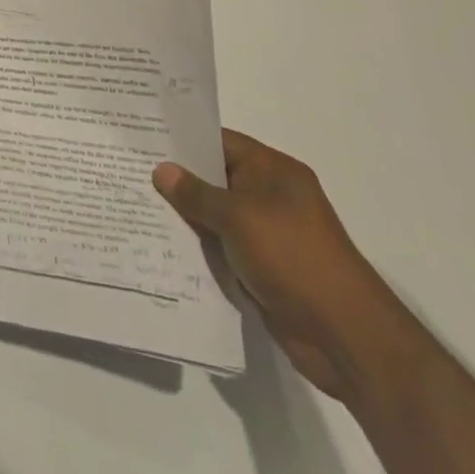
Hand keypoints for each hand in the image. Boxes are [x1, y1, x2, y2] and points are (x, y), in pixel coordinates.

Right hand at [154, 129, 413, 399]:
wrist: (346, 338)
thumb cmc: (294, 259)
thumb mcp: (239, 217)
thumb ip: (196, 193)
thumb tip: (161, 170)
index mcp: (274, 172)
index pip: (220, 141)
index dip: (183, 138)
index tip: (142, 135)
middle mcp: (271, 196)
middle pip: (215, 177)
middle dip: (177, 177)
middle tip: (128, 168)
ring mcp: (267, 234)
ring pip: (214, 214)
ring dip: (184, 214)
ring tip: (135, 202)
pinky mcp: (261, 267)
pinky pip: (221, 246)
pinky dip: (197, 244)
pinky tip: (161, 241)